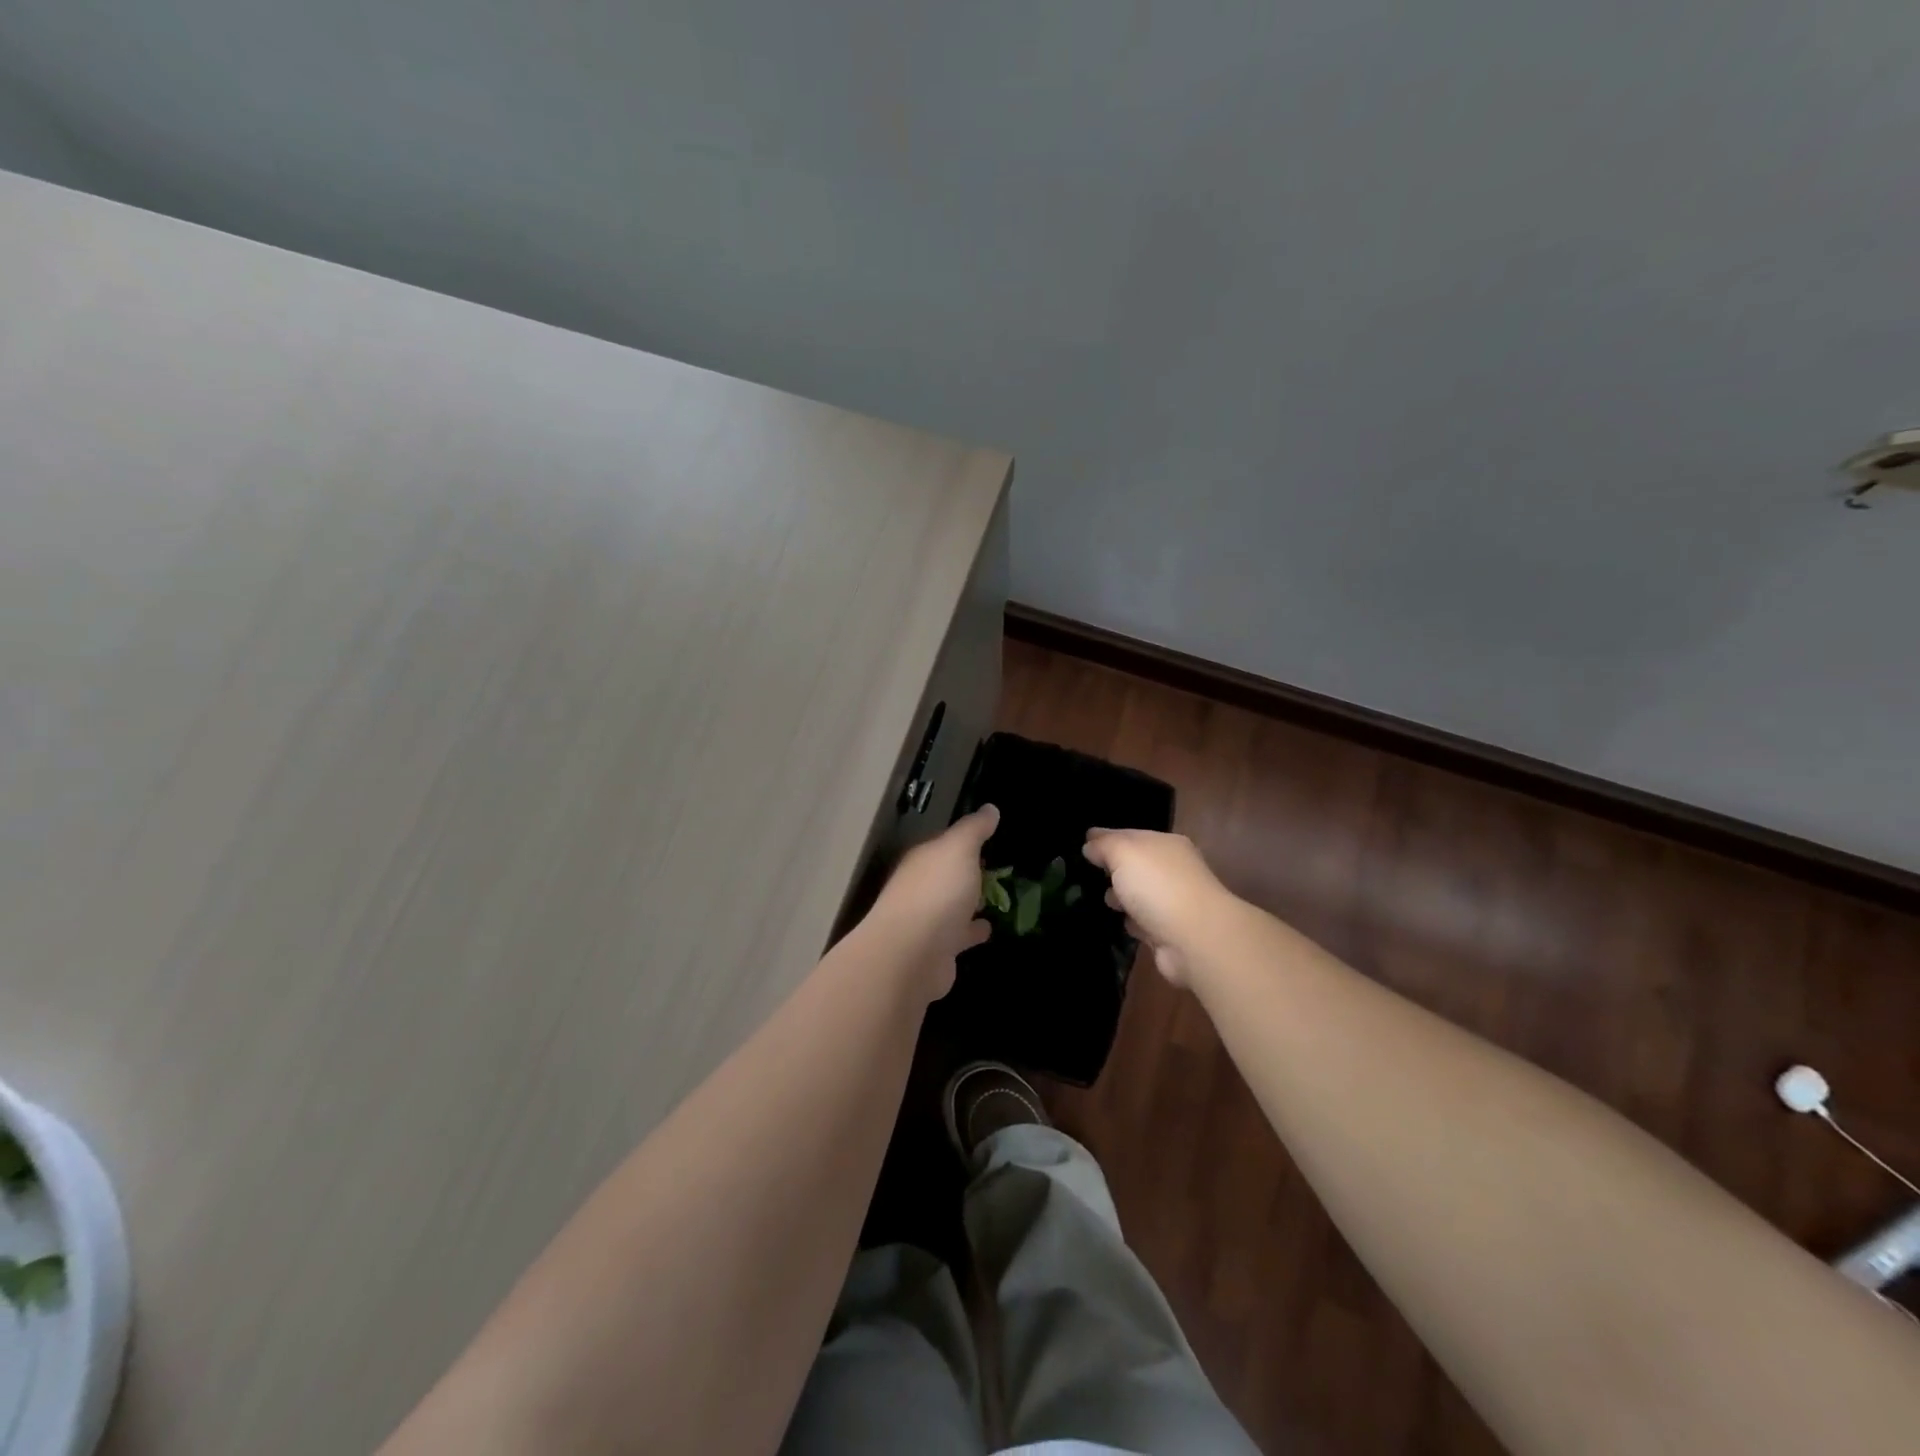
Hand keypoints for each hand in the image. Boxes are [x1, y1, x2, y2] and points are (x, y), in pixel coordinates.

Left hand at [861, 805, 998, 999]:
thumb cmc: (936, 893)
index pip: (944, 844)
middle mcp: (920, 887)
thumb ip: (974, 829)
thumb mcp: (959, 849)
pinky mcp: (937, 951)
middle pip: (947, 875)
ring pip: (953, 906)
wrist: (912, 956)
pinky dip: (973, 931)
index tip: (990, 837)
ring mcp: (927, 921)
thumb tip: (990, 809)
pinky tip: (989, 929)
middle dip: (968, 871)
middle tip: (998, 868)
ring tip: (998, 898)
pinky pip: (960, 935)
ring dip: (970, 902)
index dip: (966, 840)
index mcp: (922, 860)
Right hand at [1083, 828, 1229, 987]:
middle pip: (1135, 865)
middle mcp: (1173, 869)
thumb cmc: (1157, 886)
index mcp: (1165, 844)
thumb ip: (1104, 845)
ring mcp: (1173, 901)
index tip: (1082, 844)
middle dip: (1112, 869)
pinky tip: (1120, 923)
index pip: (1130, 835)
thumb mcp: (1123, 853)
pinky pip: (1143, 921)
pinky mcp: (1169, 931)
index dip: (1105, 838)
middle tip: (1087, 875)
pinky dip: (1132, 922)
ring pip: (1139, 894)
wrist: (1194, 939)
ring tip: (1104, 901)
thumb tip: (1090, 844)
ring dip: (1121, 897)